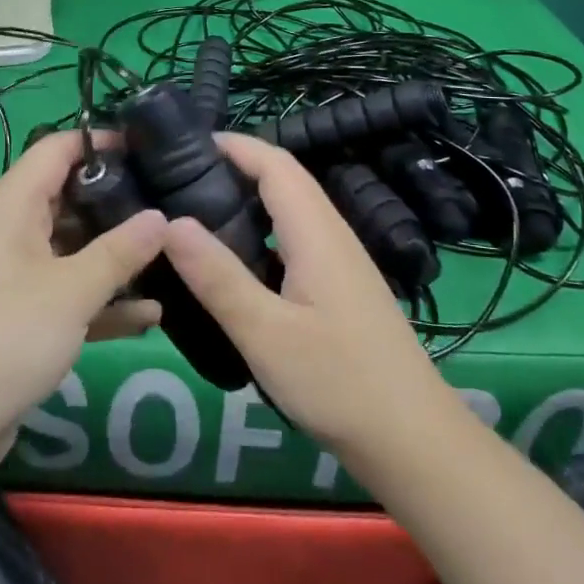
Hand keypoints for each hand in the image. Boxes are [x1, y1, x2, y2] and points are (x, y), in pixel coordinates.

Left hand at [0, 130, 166, 484]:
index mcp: (11, 204)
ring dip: (115, 256)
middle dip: (118, 201)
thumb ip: (120, 251)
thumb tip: (162, 217)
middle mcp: (9, 229)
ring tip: (172, 254)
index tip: (150, 147)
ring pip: (72, 248)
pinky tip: (150, 315)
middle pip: (69, 197)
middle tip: (172, 202)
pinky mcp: (19, 316)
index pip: (57, 148)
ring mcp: (14, 274)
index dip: (101, 142)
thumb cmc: (4, 337)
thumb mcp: (71, 290)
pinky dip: (101, 300)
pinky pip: (67, 292)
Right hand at [159, 133, 454, 466]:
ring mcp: (339, 261)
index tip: (183, 144)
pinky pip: (294, 239)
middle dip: (233, 167)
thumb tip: (170, 222)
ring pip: (289, 211)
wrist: (412, 439)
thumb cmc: (338, 382)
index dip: (233, 144)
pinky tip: (233, 262)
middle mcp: (331, 234)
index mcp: (316, 232)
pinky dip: (260, 233)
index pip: (274, 163)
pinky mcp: (339, 287)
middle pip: (282, 180)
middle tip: (177, 179)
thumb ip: (218, 277)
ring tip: (195, 213)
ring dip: (246, 199)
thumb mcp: (266, 333)